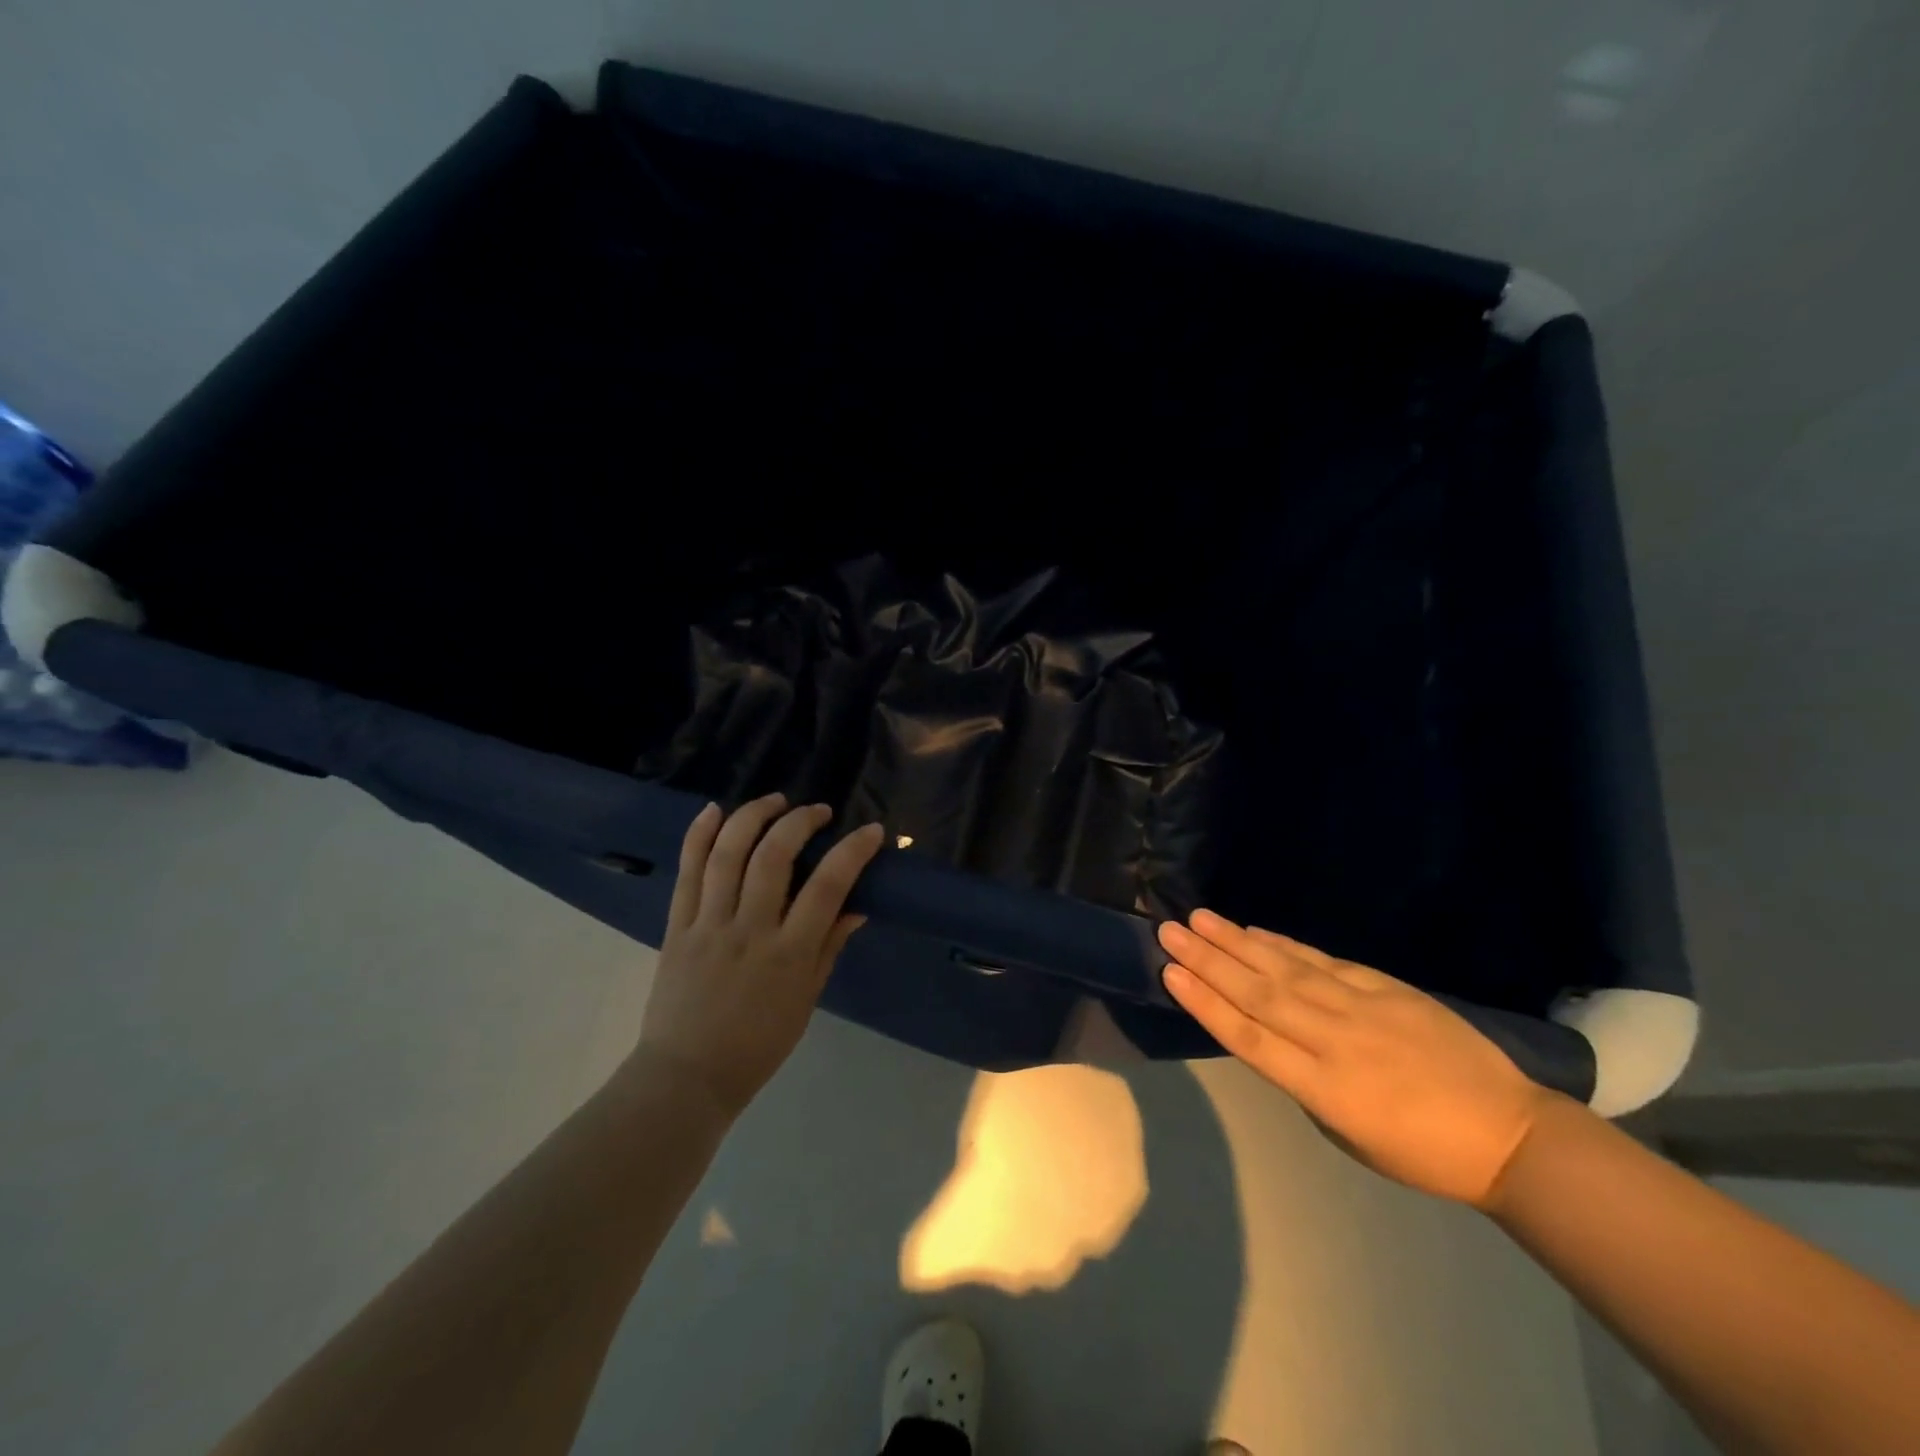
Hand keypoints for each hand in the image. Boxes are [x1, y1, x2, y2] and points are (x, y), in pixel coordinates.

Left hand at [635, 795, 884, 1120]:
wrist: (687, 1076)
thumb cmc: (758, 1044)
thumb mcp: (807, 999)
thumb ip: (830, 946)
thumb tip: (856, 904)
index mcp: (788, 954)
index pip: (827, 887)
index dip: (852, 851)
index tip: (871, 831)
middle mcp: (749, 930)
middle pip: (773, 857)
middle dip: (799, 822)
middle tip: (817, 812)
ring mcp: (708, 925)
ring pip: (728, 854)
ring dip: (754, 816)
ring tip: (775, 801)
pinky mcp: (677, 926)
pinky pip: (687, 871)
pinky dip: (700, 835)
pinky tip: (715, 809)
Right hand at [1159, 910, 1555, 1207]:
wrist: (1509, 1134)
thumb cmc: (1421, 1153)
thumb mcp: (1348, 1134)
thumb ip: (1304, 1080)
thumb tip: (1272, 1034)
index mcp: (1325, 1090)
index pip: (1249, 1039)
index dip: (1206, 1004)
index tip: (1170, 973)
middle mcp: (1335, 1041)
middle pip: (1258, 994)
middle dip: (1208, 961)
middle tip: (1169, 931)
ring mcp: (1362, 1008)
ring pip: (1285, 969)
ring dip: (1236, 942)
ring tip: (1198, 919)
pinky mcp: (1386, 988)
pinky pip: (1324, 961)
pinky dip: (1285, 944)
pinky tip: (1255, 931)